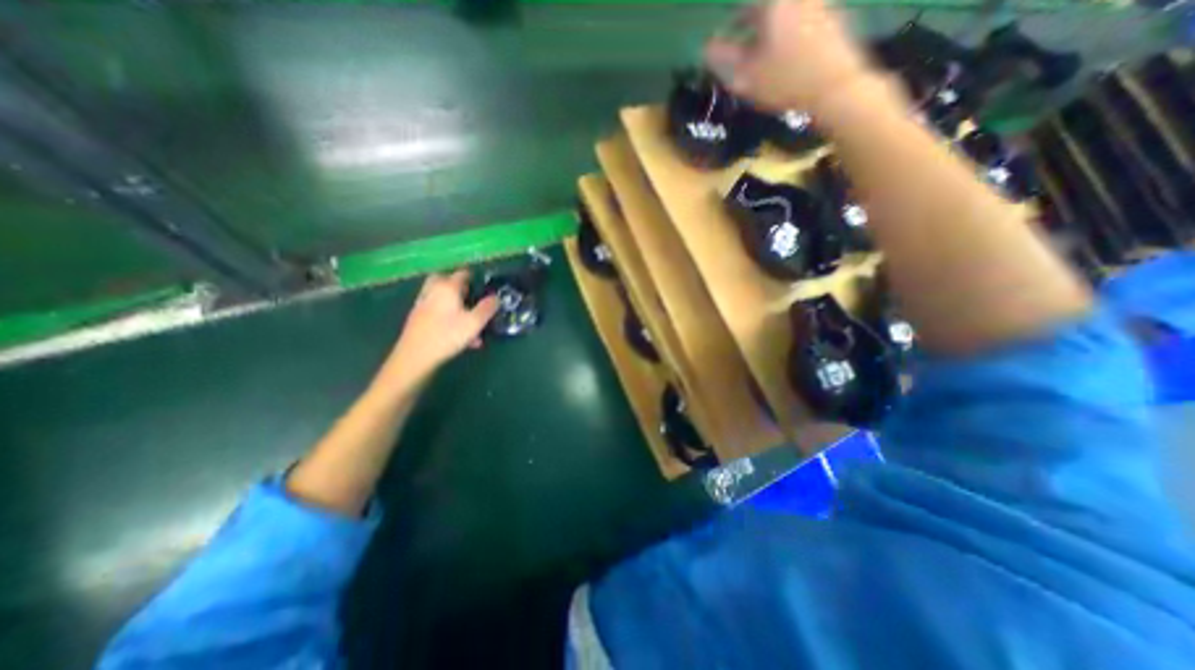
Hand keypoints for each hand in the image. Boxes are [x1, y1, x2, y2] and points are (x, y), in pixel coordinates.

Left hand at [377, 268, 500, 388]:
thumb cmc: (447, 335)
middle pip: (445, 281)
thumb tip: (496, 297)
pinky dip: (448, 317)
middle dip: (459, 287)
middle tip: (471, 298)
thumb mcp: (474, 323)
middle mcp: (433, 291)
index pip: (462, 274)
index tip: (485, 288)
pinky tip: (459, 335)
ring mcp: (423, 304)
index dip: (475, 279)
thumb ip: (487, 308)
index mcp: (447, 288)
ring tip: (470, 324)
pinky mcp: (417, 319)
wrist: (415, 356)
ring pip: (442, 298)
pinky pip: (437, 312)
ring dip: (456, 306)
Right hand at [702, 0, 874, 115]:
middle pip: (768, 10)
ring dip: (774, 30)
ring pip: (787, 14)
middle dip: (755, 26)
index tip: (727, 39)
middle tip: (748, 48)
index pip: (744, 8)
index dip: (733, 24)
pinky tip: (790, 55)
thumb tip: (705, 47)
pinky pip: (805, 20)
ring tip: (768, 54)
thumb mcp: (746, 75)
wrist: (834, 87)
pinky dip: (793, 33)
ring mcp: (820, 3)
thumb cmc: (784, 81)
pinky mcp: (835, 17)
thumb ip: (723, 58)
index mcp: (774, 4)